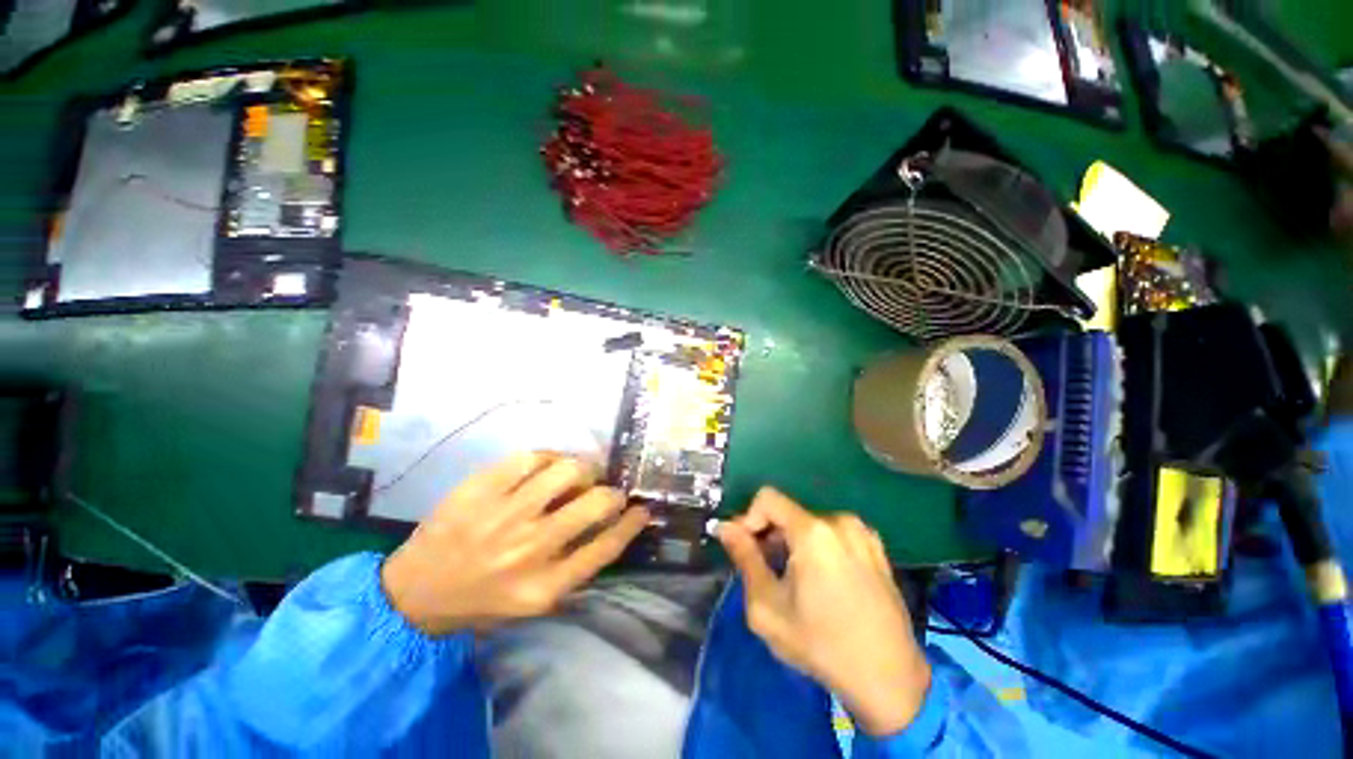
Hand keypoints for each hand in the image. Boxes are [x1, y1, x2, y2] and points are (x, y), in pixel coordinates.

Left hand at [381, 453, 649, 635]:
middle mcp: (530, 548)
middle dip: (613, 493)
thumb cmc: (481, 600)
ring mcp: (504, 514)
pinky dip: (550, 458)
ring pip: (567, 470)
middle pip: (595, 504)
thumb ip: (574, 568)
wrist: (413, 593)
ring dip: (584, 469)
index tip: (642, 510)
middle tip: (607, 490)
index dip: (631, 524)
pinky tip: (548, 466)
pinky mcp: (481, 488)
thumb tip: (608, 525)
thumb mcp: (533, 602)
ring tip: (579, 474)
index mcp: (544, 586)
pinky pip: (532, 458)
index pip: (605, 547)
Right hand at [717, 488, 930, 735]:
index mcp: (813, 531)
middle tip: (765, 570)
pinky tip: (820, 581)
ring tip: (793, 579)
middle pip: (788, 512)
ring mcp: (862, 532)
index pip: (767, 498)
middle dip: (769, 535)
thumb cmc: (821, 644)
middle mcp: (839, 521)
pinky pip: (832, 533)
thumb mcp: (768, 607)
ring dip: (792, 542)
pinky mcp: (876, 546)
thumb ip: (744, 558)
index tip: (745, 549)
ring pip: (809, 523)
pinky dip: (816, 546)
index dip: (748, 518)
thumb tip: (725, 527)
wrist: (889, 679)